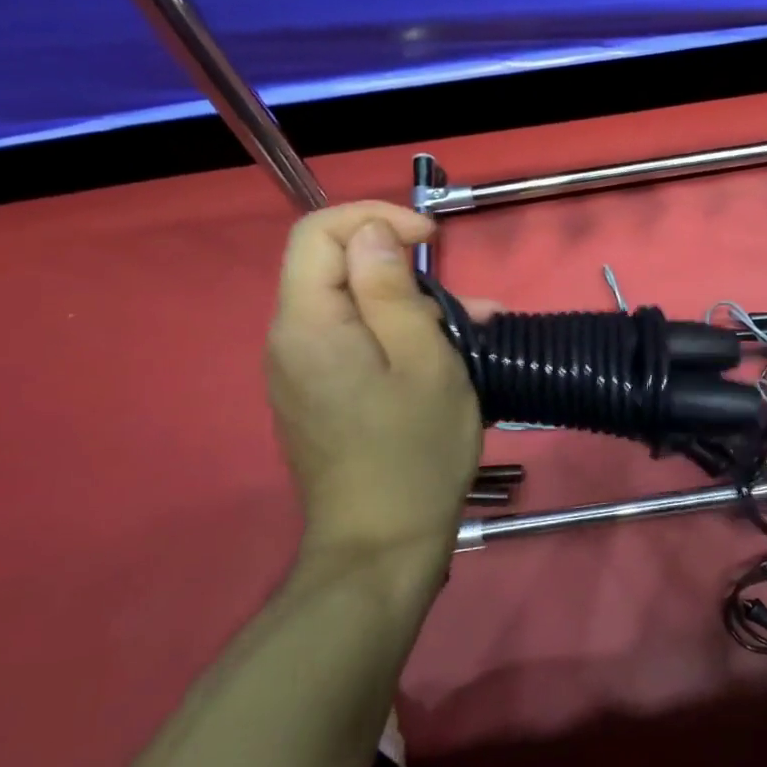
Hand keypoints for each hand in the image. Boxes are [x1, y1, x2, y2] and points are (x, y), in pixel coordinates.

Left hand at [265, 202, 482, 564]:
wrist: (381, 548)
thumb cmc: (414, 452)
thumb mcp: (424, 362)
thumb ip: (394, 290)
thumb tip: (373, 233)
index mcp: (309, 324)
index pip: (320, 232)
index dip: (377, 217)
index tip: (433, 239)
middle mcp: (290, 340)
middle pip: (335, 267)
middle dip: (404, 268)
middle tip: (468, 302)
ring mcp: (300, 371)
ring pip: (352, 306)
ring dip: (411, 306)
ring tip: (476, 330)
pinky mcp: (317, 395)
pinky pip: (353, 342)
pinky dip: (397, 336)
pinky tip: (446, 359)